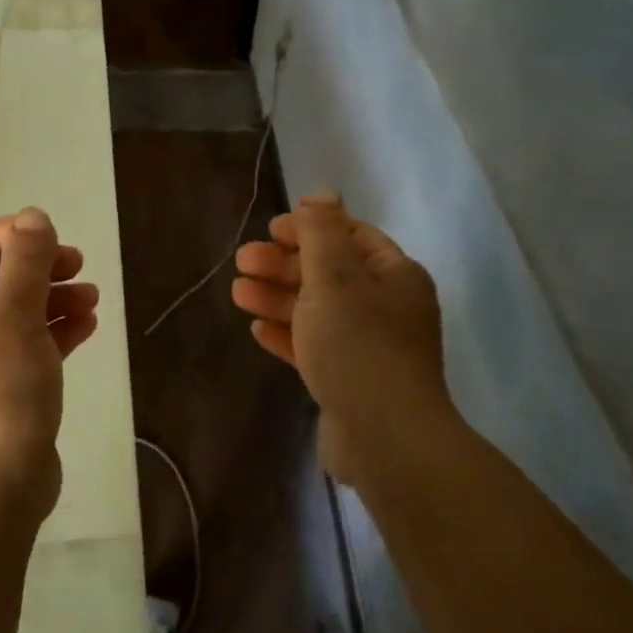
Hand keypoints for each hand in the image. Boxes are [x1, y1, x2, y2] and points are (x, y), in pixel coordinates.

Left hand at [0, 207, 98, 520]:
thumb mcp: (14, 320)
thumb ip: (25, 264)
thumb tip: (33, 216)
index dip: (3, 238)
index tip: (44, 236)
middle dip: (35, 267)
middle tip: (76, 262)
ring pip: (16, 314)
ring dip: (53, 297)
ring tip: (92, 294)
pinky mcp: (6, 392)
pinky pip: (31, 346)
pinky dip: (57, 330)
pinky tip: (89, 323)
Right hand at [232, 194, 451, 486]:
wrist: (385, 438)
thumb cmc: (358, 344)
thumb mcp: (334, 276)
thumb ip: (322, 231)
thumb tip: (323, 194)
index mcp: (394, 275)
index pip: (350, 236)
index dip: (309, 227)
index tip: (270, 229)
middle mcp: (387, 307)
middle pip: (329, 273)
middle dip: (284, 264)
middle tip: (242, 261)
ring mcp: (370, 347)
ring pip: (318, 311)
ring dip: (278, 298)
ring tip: (238, 294)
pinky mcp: (351, 381)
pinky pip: (316, 348)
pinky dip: (288, 335)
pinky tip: (258, 331)